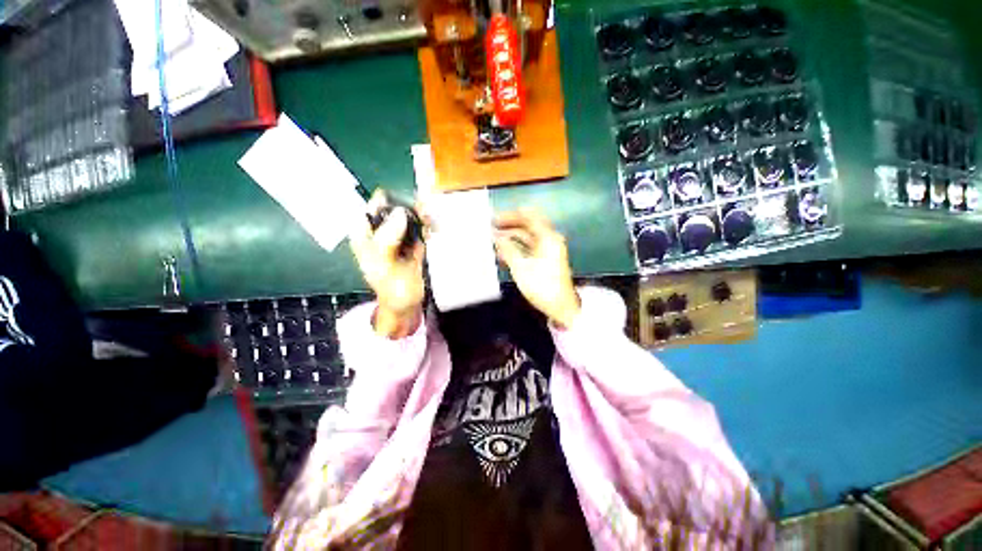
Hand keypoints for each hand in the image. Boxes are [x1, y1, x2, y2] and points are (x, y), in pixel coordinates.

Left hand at [350, 192, 424, 337]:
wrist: (408, 302)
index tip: (410, 206)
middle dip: (412, 207)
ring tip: (431, 224)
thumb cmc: (390, 288)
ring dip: (423, 215)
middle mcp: (381, 229)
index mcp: (365, 233)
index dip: (392, 201)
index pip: (375, 205)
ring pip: (411, 214)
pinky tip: (433, 230)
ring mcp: (399, 234)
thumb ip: (387, 239)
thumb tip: (400, 213)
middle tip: (425, 215)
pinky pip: (421, 225)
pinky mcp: (414, 240)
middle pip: (396, 206)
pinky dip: (429, 224)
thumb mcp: (384, 266)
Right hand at [494, 208, 580, 328]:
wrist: (561, 306)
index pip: (529, 217)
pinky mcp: (545, 260)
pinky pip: (529, 248)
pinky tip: (502, 254)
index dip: (511, 216)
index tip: (495, 218)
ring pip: (527, 238)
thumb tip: (496, 237)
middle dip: (510, 225)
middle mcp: (550, 240)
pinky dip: (516, 248)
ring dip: (511, 238)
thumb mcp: (521, 268)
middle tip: (492, 227)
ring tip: (493, 241)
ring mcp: (548, 250)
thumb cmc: (542, 286)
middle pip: (528, 226)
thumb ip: (508, 250)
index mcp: (548, 238)